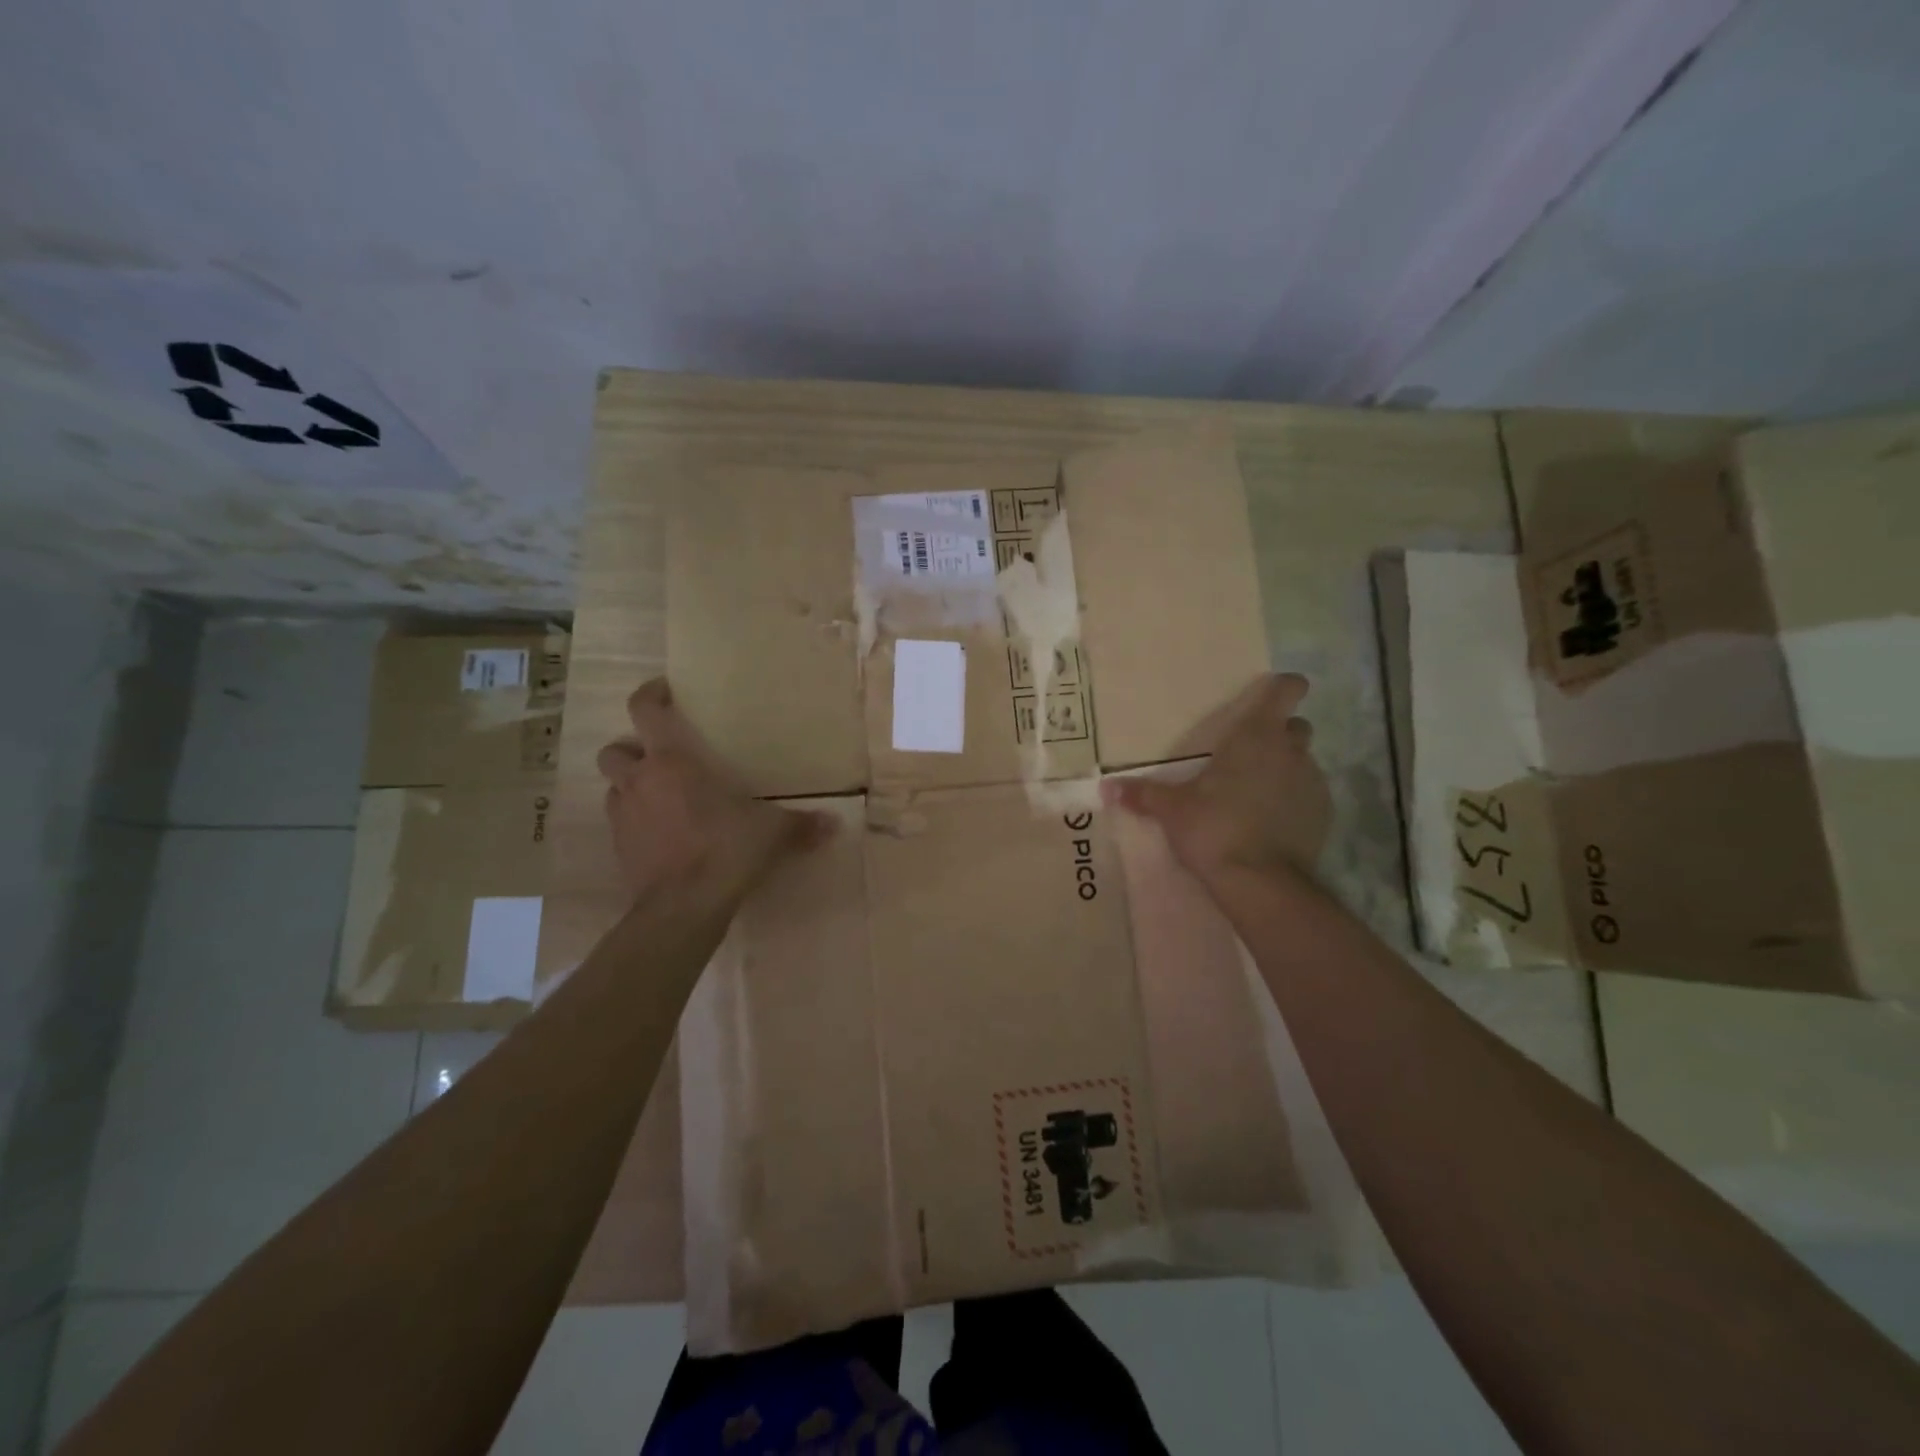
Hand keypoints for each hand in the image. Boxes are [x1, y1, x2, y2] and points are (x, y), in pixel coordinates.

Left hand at [597, 680, 834, 895]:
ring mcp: (623, 816)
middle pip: (615, 749)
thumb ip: (801, 825)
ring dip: (632, 786)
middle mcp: (640, 781)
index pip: (645, 711)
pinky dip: (636, 821)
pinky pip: (621, 822)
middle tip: (660, 758)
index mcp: (672, 762)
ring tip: (662, 797)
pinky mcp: (618, 848)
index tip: (664, 690)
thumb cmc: (725, 849)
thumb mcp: (772, 833)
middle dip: (631, 748)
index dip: (650, 694)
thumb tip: (835, 824)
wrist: (684, 906)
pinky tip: (663, 834)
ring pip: (613, 787)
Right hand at [1102, 673, 1329, 880]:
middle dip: (1279, 733)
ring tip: (1256, 793)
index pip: (1286, 691)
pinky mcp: (1324, 815)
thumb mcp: (1171, 810)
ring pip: (1303, 762)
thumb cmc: (1213, 828)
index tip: (1271, 693)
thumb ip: (1142, 794)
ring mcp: (1313, 783)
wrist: (1260, 881)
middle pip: (1296, 726)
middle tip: (1250, 753)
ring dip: (1285, 768)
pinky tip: (1271, 822)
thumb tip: (1105, 788)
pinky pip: (1310, 795)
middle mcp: (1291, 751)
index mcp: (1256, 736)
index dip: (1284, 687)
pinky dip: (1294, 800)